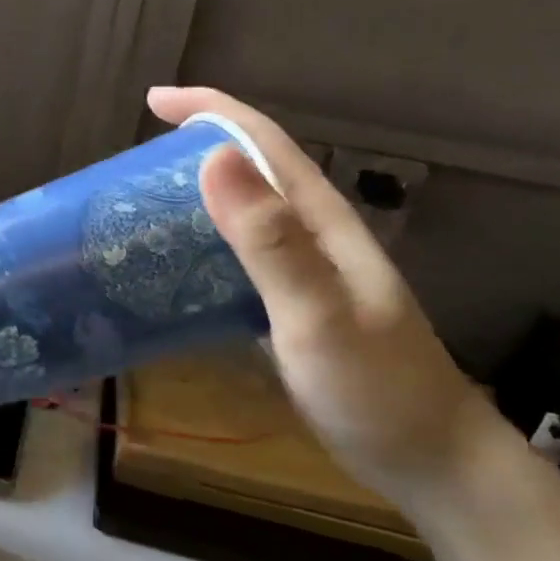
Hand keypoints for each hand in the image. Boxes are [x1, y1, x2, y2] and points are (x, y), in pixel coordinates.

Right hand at [148, 86, 512, 511]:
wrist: (429, 460)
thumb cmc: (376, 389)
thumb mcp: (318, 316)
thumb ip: (271, 242)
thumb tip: (212, 159)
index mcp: (320, 220)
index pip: (263, 142)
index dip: (210, 110)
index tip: (155, 100)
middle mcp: (311, 235)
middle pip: (249, 170)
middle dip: (192, 150)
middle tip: (130, 165)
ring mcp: (303, 272)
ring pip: (240, 215)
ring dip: (192, 199)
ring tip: (136, 209)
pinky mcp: (290, 307)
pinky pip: (236, 259)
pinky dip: (200, 249)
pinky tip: (170, 269)